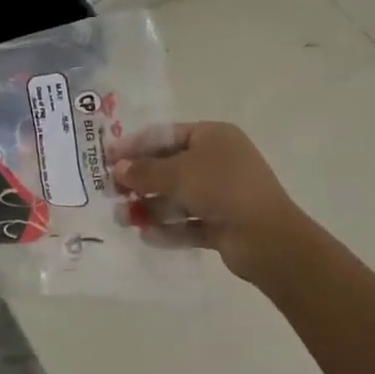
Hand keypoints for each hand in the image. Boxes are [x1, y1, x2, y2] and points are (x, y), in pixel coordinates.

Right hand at [110, 121, 307, 282]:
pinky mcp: (223, 224)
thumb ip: (145, 171)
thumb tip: (117, 169)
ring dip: (150, 207)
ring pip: (177, 197)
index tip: (107, 157)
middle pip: (170, 167)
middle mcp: (218, 161)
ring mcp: (222, 194)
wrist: (268, 238)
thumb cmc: (221, 188)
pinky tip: (145, 236)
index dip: (135, 145)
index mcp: (213, 136)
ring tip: (122, 218)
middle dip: (140, 180)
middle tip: (111, 191)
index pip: (166, 135)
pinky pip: (188, 223)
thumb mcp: (178, 174)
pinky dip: (168, 228)